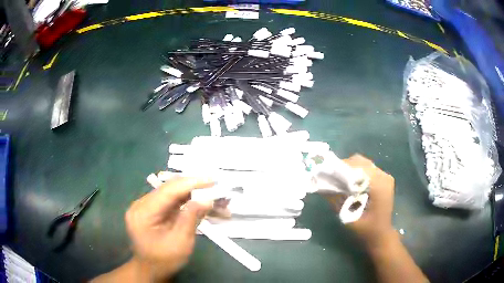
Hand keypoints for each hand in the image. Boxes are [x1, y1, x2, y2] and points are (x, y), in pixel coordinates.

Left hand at [125, 177, 213, 280]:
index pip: (168, 191)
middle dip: (195, 188)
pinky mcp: (153, 210)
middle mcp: (141, 204)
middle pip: (170, 189)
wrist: (152, 270)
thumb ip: (192, 218)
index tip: (212, 180)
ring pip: (173, 194)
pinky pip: (172, 201)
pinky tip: (204, 205)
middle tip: (217, 189)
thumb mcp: (181, 242)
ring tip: (215, 199)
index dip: (190, 183)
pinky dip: (189, 203)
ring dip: (194, 195)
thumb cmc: (165, 260)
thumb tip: (207, 198)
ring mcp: (146, 206)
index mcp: (143, 212)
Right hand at [323, 154, 395, 246]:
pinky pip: (368, 169)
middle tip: (332, 178)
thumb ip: (336, 200)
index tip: (327, 173)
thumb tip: (321, 185)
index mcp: (378, 185)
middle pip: (360, 162)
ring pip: (364, 164)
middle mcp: (384, 176)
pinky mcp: (384, 179)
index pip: (357, 166)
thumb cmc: (365, 229)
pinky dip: (358, 173)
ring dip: (351, 170)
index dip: (341, 167)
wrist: (380, 234)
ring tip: (341, 181)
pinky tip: (352, 184)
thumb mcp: (348, 217)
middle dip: (344, 167)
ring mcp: (385, 177)